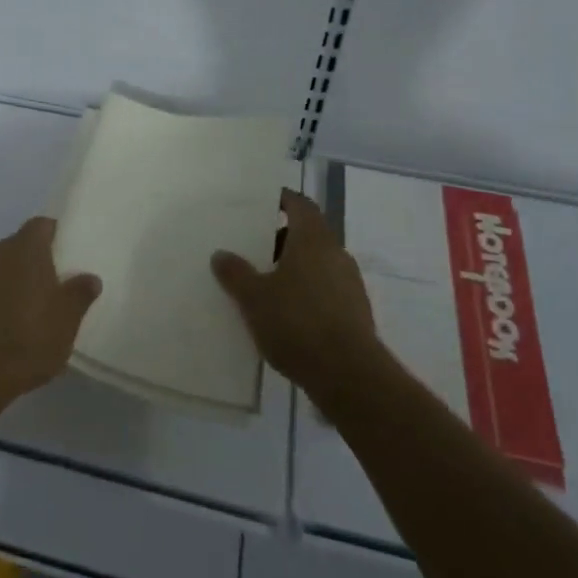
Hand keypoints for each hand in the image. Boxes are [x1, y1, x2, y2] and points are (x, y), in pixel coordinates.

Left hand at [0, 218, 100, 422]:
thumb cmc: (28, 337)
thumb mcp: (67, 319)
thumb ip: (80, 294)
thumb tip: (90, 278)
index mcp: (25, 247)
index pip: (43, 225)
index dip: (58, 235)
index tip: (72, 252)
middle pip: (23, 245)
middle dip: (40, 260)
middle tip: (61, 281)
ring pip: (6, 267)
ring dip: (21, 280)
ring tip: (41, 305)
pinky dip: (5, 297)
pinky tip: (17, 322)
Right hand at [212, 189, 381, 397]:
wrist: (349, 376)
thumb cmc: (297, 323)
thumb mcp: (254, 298)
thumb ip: (236, 273)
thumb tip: (221, 254)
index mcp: (313, 239)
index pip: (300, 205)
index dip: (282, 200)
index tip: (262, 203)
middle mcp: (336, 253)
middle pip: (309, 234)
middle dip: (283, 238)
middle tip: (254, 247)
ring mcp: (350, 284)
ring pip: (318, 263)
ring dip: (296, 267)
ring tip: (267, 283)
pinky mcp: (356, 313)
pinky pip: (327, 290)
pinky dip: (308, 292)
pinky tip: (288, 314)